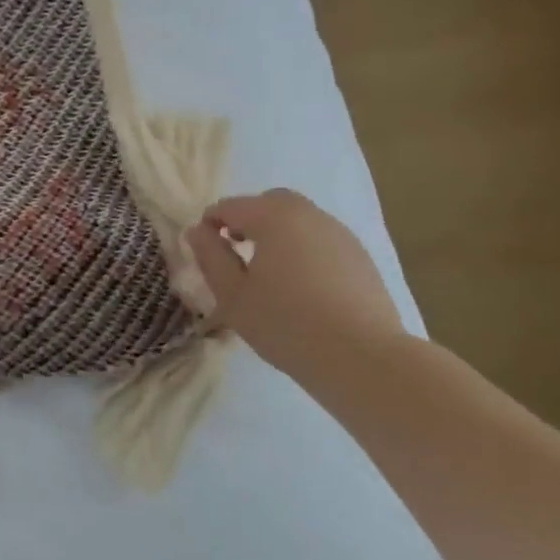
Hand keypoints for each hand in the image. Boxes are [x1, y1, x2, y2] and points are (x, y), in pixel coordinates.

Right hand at [184, 189, 405, 381]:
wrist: (362, 357)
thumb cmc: (285, 324)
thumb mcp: (233, 295)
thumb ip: (211, 257)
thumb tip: (197, 231)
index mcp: (273, 218)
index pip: (231, 206)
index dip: (210, 223)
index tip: (204, 250)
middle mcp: (309, 215)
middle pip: (270, 202)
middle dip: (248, 219)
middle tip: (235, 250)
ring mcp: (340, 234)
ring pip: (300, 219)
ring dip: (278, 233)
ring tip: (268, 272)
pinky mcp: (360, 257)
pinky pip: (321, 240)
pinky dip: (303, 249)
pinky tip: (301, 286)